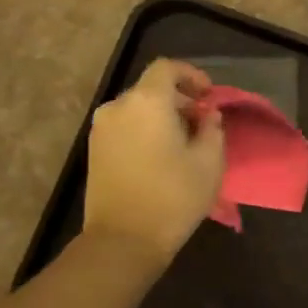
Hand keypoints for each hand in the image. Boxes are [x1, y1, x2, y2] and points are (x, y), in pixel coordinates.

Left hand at [83, 58, 225, 263]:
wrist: (123, 240)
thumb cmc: (173, 196)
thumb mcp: (209, 162)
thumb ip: (212, 129)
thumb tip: (207, 115)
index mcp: (148, 102)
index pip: (167, 68)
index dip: (191, 75)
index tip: (209, 96)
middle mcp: (118, 106)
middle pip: (151, 88)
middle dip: (179, 99)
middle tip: (202, 123)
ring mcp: (101, 129)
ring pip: (137, 108)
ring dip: (161, 116)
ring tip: (183, 142)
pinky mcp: (94, 150)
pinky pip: (125, 126)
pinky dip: (144, 130)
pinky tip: (161, 156)